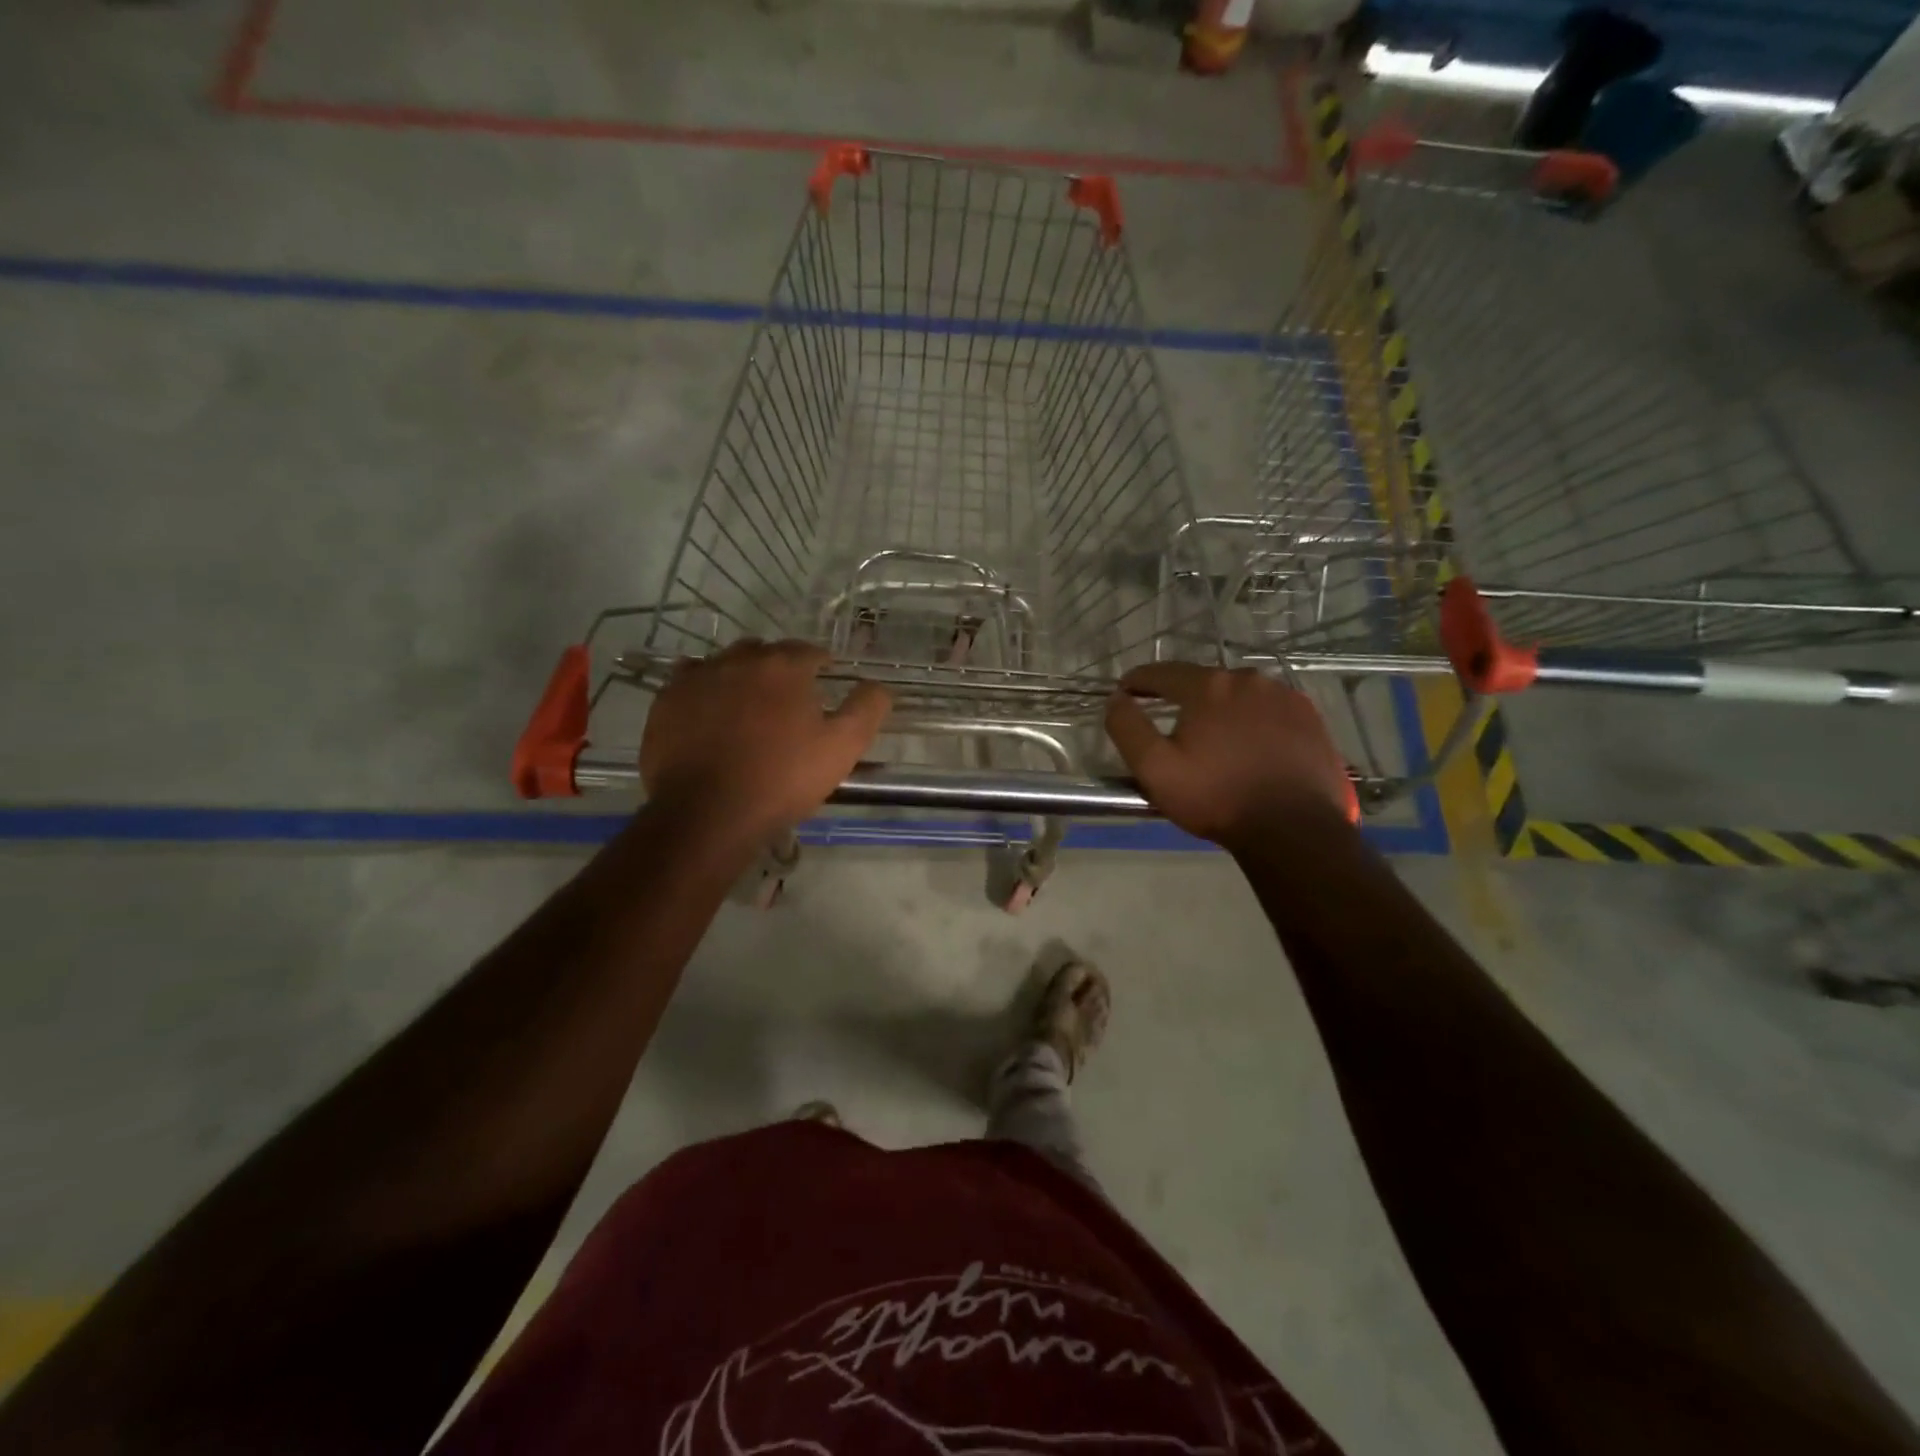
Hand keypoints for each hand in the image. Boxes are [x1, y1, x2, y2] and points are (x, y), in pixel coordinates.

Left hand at [640, 641, 890, 842]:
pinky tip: (709, 713)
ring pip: (725, 663)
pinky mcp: (666, 701)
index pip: (809, 651)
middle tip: (788, 699)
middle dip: (779, 668)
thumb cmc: (782, 779)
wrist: (708, 814)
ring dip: (740, 675)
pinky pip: (689, 681)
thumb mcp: (842, 748)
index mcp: (784, 666)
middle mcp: (739, 660)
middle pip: (765, 652)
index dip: (821, 664)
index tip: (826, 679)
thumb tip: (877, 686)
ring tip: (747, 706)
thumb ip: (866, 709)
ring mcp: (697, 677)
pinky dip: (704, 689)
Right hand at [1104, 662, 1355, 852]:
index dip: (1139, 681)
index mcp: (1209, 686)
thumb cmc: (1217, 798)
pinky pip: (1271, 711)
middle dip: (1184, 698)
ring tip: (1215, 739)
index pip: (1163, 672)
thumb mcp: (1155, 769)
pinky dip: (1255, 722)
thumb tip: (1116, 699)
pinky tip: (1252, 747)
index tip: (1126, 691)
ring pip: (1241, 696)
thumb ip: (1128, 728)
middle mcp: (1249, 680)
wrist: (1294, 830)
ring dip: (1222, 710)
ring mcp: (1286, 697)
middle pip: (1205, 682)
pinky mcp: (1311, 719)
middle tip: (1173, 725)